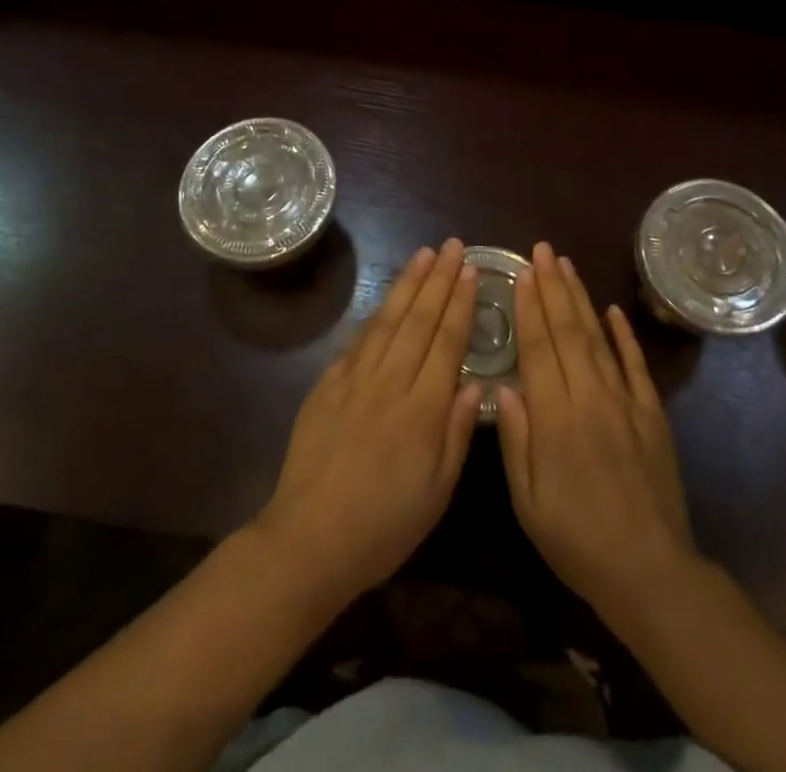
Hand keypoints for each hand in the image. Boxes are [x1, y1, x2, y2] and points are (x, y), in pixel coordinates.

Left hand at [256, 240, 483, 606]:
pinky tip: (385, 298)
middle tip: (453, 245)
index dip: (461, 302)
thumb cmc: (384, 525)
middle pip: (419, 319)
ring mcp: (355, 379)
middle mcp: (391, 381)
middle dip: (439, 279)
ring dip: (408, 284)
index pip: (447, 341)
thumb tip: (475, 382)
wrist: (309, 539)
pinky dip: (375, 314)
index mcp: (423, 408)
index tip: (471, 269)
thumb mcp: (437, 491)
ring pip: (388, 320)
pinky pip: (358, 341)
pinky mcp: (327, 385)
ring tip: (424, 255)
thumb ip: (456, 431)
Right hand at [496, 243, 698, 627]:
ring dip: (581, 299)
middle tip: (542, 250)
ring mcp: (626, 403)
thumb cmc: (577, 541)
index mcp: (557, 419)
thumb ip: (515, 440)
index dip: (529, 308)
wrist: (651, 572)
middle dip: (553, 287)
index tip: (521, 273)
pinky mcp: (652, 414)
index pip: (539, 349)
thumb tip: (503, 386)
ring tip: (567, 266)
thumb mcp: (529, 502)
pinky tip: (612, 310)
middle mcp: (591, 398)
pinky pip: (636, 365)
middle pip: (569, 332)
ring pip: (599, 339)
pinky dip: (624, 335)